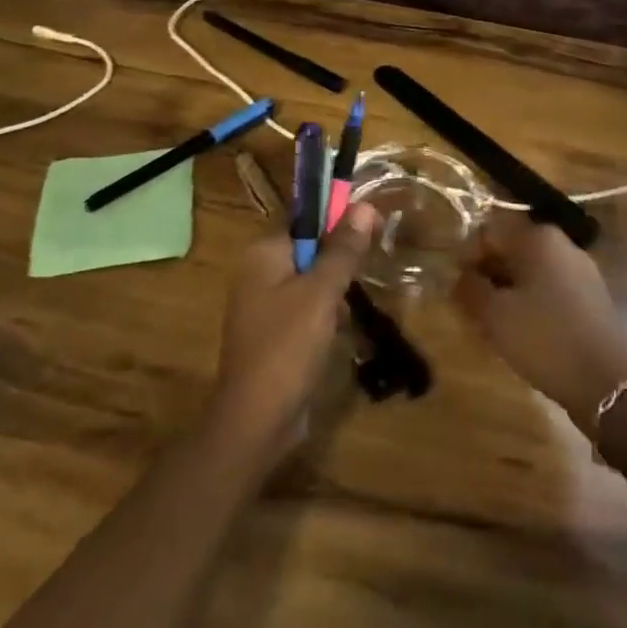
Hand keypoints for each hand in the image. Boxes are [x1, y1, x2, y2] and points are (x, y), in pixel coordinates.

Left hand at [209, 203, 378, 458]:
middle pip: (310, 253)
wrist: (257, 420)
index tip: (369, 239)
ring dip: (333, 297)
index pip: (306, 223)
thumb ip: (343, 250)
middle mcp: (257, 273)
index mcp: (263, 254)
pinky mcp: (271, 335)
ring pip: (310, 284)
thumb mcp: (322, 293)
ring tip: (345, 318)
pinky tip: (336, 337)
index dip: (339, 227)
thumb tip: (365, 206)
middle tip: (356, 286)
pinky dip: (322, 320)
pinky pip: (304, 312)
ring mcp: (262, 306)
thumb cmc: (288, 346)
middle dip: (337, 269)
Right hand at [455, 212, 626, 435]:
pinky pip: (552, 288)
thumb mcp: (494, 315)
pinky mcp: (593, 296)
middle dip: (489, 274)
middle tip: (473, 306)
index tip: (458, 287)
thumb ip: (469, 287)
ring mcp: (583, 270)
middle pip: (512, 250)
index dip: (467, 257)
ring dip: (509, 290)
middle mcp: (563, 244)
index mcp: (539, 238)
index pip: (489, 233)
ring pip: (532, 271)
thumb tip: (460, 275)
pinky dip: (533, 301)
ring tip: (496, 322)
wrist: (607, 384)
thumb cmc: (544, 339)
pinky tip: (525, 330)